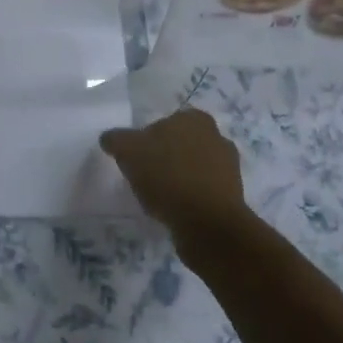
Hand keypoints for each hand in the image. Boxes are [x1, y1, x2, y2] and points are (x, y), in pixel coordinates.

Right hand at [100, 109, 251, 241]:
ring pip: (192, 168)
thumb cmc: (167, 177)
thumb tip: (110, 138)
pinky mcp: (233, 195)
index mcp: (194, 119)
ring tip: (159, 198)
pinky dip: (189, 197)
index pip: (163, 123)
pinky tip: (175, 210)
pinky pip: (202, 191)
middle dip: (164, 158)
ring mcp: (229, 167)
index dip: (146, 141)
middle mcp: (217, 136)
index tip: (136, 160)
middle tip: (145, 177)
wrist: (207, 223)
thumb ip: (116, 139)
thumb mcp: (128, 151)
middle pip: (179, 145)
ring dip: (178, 179)